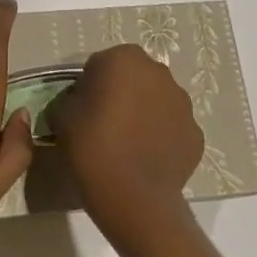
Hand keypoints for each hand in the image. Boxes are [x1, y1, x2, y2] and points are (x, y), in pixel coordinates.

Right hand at [49, 43, 203, 242]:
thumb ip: (68, 99)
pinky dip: (161, 137)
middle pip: (132, 78)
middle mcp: (159, 72)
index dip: (89, 86)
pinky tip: (146, 159)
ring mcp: (183, 103)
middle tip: (103, 125)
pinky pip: (171, 128)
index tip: (82, 111)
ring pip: (156, 101)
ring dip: (143, 113)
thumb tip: (76, 103)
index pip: (100, 64)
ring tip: (127, 145)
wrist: (135, 199)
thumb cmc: (93, 147)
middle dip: (120, 94)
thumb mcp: (61, 117)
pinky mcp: (195, 133)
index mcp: (125, 58)